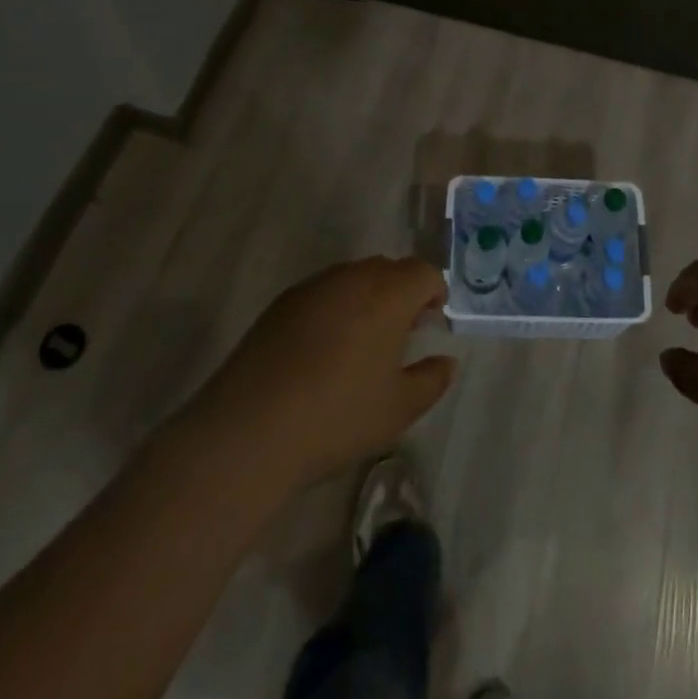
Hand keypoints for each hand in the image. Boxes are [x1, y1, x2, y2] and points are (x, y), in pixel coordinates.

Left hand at [189, 256, 456, 492]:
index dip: (434, 292)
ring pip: (353, 277)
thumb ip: (432, 380)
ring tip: (362, 340)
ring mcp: (312, 287)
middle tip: (401, 330)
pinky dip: (334, 307)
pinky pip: (322, 292)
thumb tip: (447, 361)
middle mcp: (352, 278)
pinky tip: (323, 349)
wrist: (251, 430)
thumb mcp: (399, 408)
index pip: (423, 273)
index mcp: (388, 294)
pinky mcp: (281, 304)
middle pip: (388, 268)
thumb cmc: (338, 416)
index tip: (431, 321)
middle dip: (401, 291)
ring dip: (367, 297)